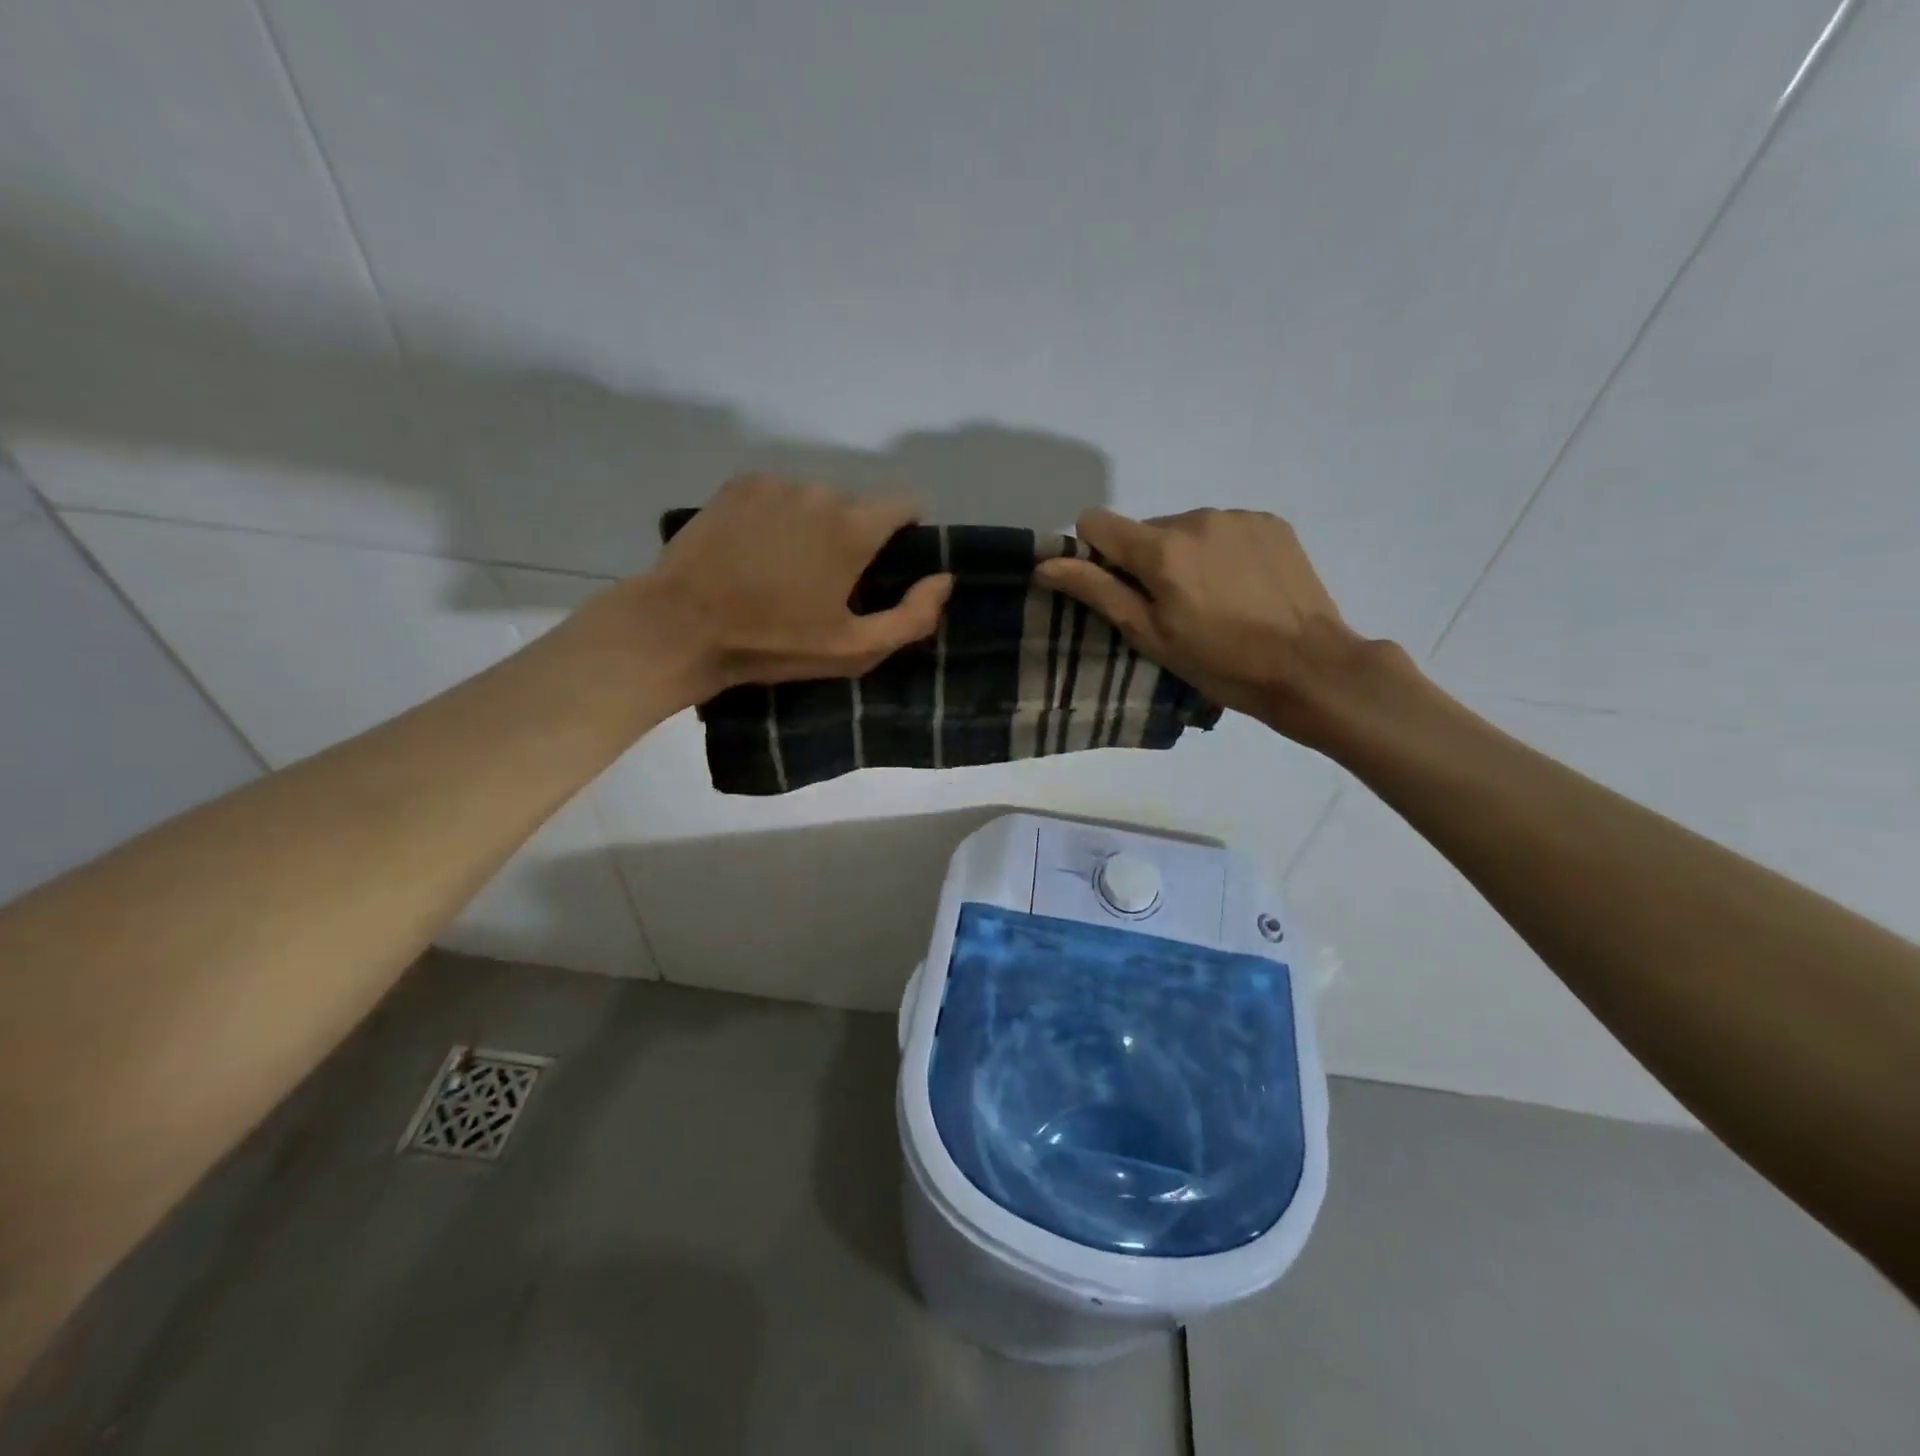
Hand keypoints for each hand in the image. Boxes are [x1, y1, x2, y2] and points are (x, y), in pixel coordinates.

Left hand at [629, 475, 952, 699]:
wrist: (683, 626)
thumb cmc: (774, 643)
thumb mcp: (853, 649)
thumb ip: (912, 617)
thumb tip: (943, 579)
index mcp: (852, 528)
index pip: (905, 504)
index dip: (905, 533)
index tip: (886, 567)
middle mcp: (820, 491)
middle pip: (858, 506)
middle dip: (853, 536)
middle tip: (826, 582)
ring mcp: (775, 483)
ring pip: (816, 499)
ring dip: (814, 526)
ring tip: (785, 569)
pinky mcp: (738, 484)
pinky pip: (779, 495)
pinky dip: (778, 517)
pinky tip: (754, 551)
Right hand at [1034, 507, 1384, 743]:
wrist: (1309, 666)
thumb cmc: (1220, 662)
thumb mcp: (1150, 635)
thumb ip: (1097, 591)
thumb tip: (1045, 564)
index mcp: (1161, 548)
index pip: (1096, 521)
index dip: (1095, 553)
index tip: (1117, 588)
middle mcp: (1196, 518)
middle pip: (1145, 529)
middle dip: (1147, 561)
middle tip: (1174, 608)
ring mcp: (1237, 516)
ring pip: (1185, 529)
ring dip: (1185, 556)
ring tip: (1214, 600)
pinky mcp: (1270, 522)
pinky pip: (1224, 529)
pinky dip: (1221, 552)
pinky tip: (1242, 587)